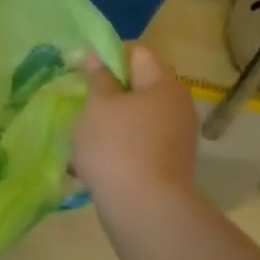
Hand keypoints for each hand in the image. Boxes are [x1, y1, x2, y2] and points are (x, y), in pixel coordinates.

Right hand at [73, 44, 200, 211]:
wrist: (145, 208)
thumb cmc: (116, 146)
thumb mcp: (97, 105)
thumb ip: (98, 77)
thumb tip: (97, 55)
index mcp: (163, 83)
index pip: (136, 52)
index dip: (107, 55)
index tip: (81, 71)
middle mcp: (178, 104)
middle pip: (140, 84)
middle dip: (110, 90)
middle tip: (82, 104)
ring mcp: (177, 135)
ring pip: (138, 114)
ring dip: (113, 119)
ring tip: (86, 135)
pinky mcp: (170, 161)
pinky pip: (141, 140)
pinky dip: (121, 142)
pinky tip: (101, 158)